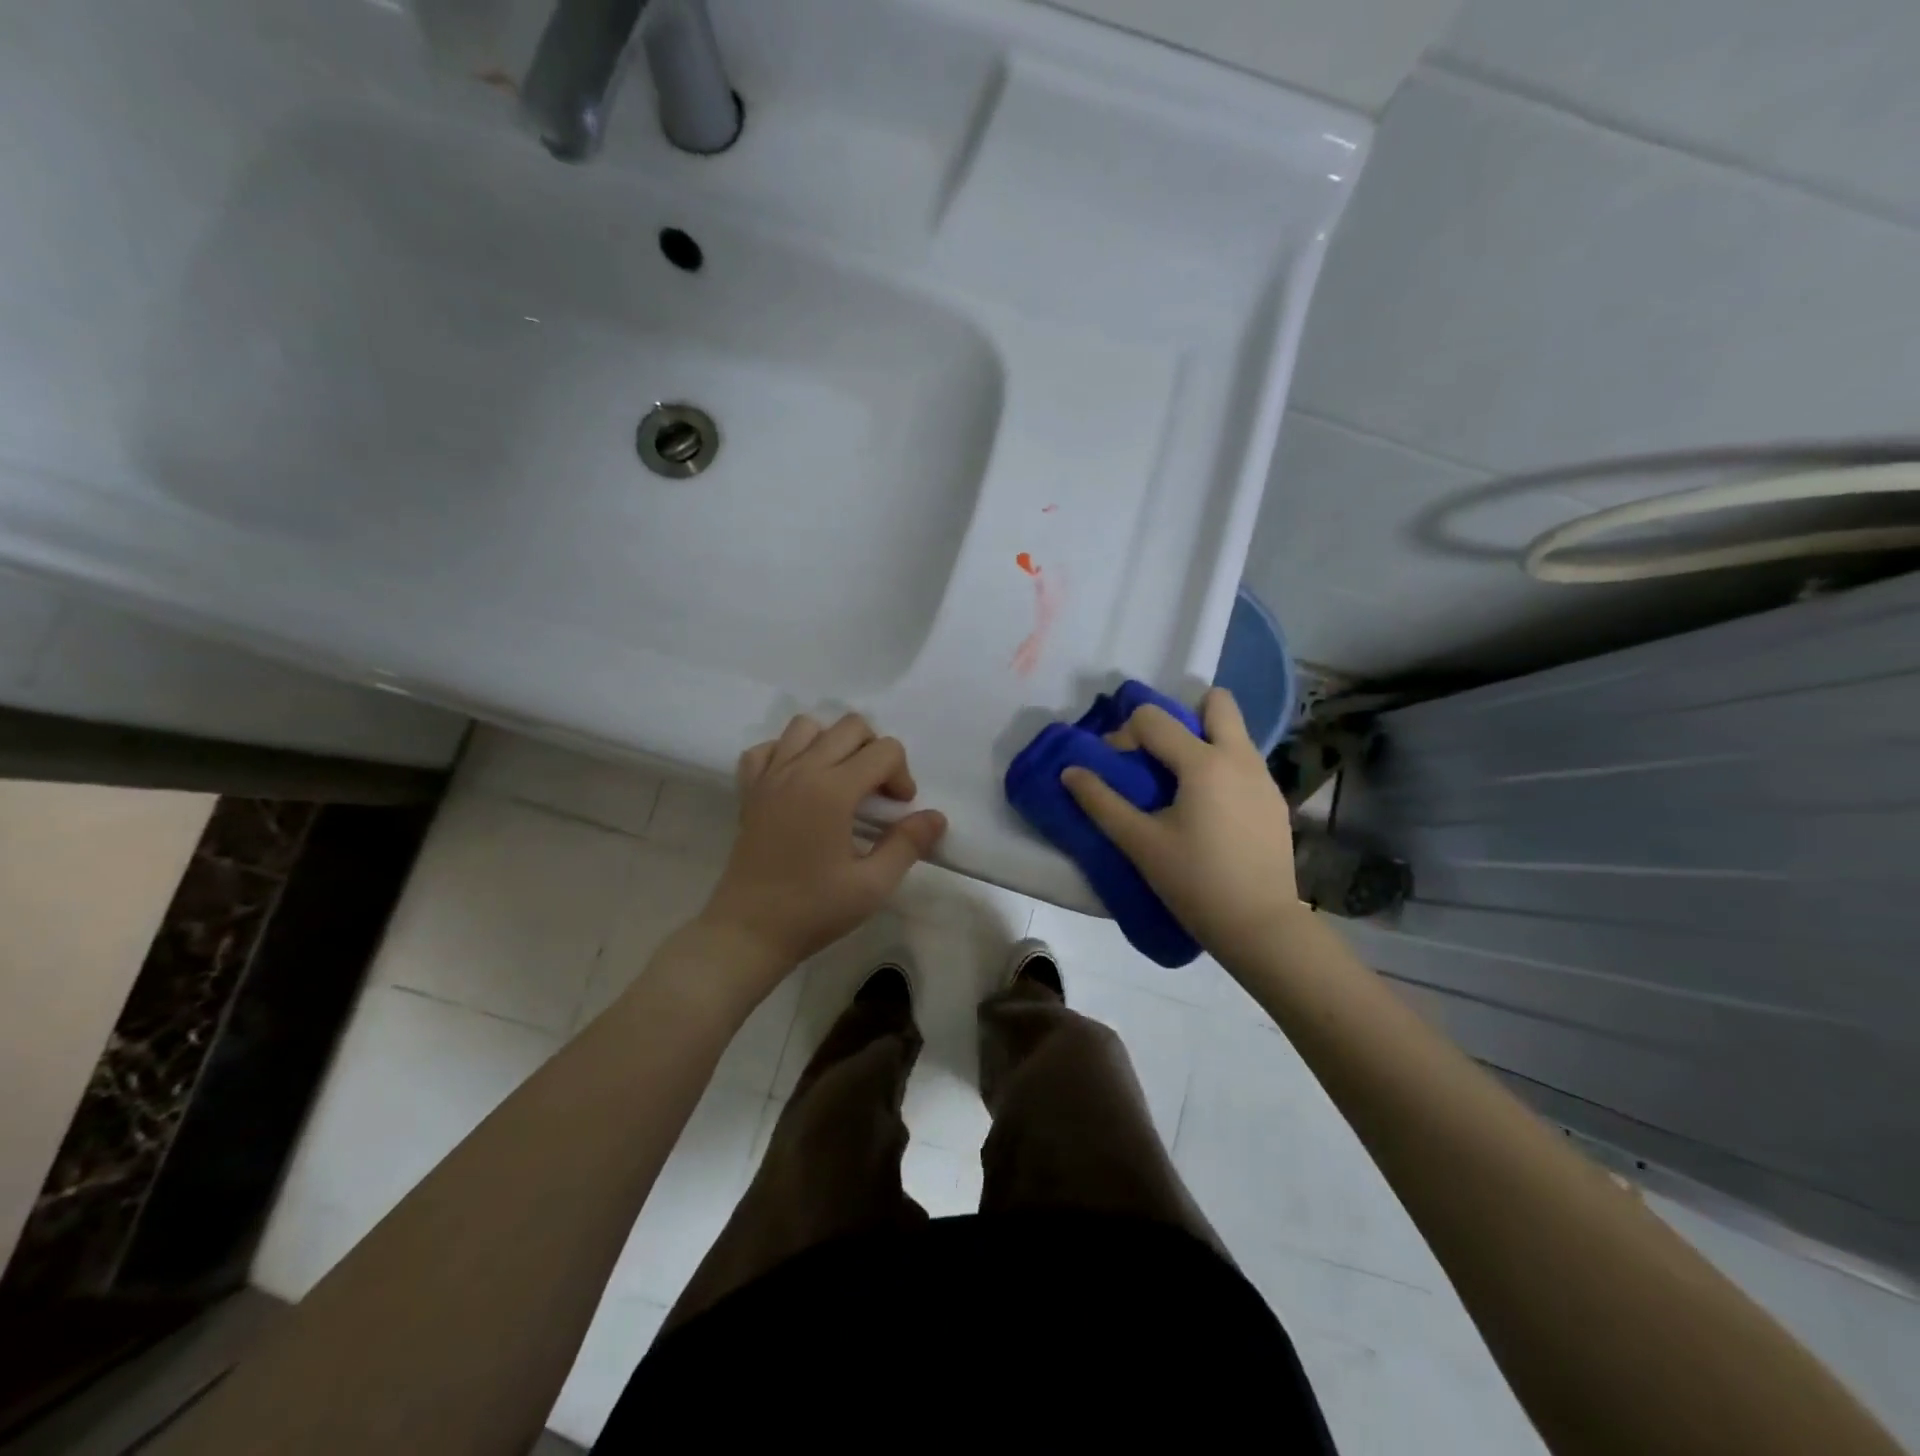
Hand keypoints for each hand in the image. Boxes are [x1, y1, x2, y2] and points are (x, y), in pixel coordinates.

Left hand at [699, 713, 947, 978]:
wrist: (749, 931)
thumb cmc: (813, 910)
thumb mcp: (873, 885)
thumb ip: (907, 844)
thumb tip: (935, 817)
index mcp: (833, 790)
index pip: (885, 750)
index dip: (902, 776)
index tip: (898, 812)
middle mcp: (801, 770)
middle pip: (850, 726)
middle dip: (874, 751)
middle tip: (875, 795)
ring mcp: (770, 777)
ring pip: (806, 726)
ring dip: (832, 744)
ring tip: (840, 781)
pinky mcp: (749, 790)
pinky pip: (768, 748)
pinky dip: (787, 753)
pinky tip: (799, 783)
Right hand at [1061, 688, 1298, 962]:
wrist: (1260, 926)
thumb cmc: (1194, 882)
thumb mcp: (1140, 843)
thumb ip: (1101, 802)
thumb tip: (1070, 771)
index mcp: (1204, 763)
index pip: (1154, 718)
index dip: (1125, 734)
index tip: (1117, 768)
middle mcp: (1240, 757)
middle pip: (1216, 702)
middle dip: (1183, 714)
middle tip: (1161, 753)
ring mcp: (1264, 778)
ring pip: (1233, 733)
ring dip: (1203, 742)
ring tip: (1180, 786)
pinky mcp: (1275, 801)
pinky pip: (1244, 763)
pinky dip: (1222, 769)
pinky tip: (1209, 812)